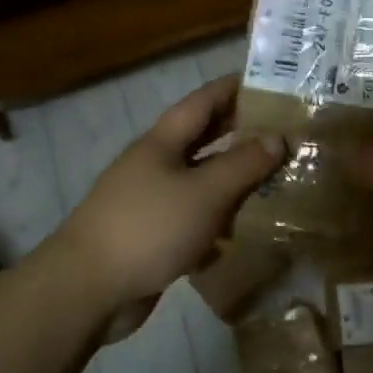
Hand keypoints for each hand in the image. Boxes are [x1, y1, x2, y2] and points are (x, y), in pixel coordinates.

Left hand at [52, 76, 284, 316]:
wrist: (88, 290)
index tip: (270, 82)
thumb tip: (277, 137)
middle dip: (241, 134)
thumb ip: (243, 164)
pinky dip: (220, 220)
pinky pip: (195, 219)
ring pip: (202, 182)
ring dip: (235, 181)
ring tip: (277, 180)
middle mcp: (156, 165)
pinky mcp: (154, 237)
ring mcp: (152, 202)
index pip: (203, 101)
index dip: (234, 88)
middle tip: (284, 133)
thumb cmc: (149, 227)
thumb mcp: (205, 192)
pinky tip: (247, 230)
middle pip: (203, 140)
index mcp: (162, 142)